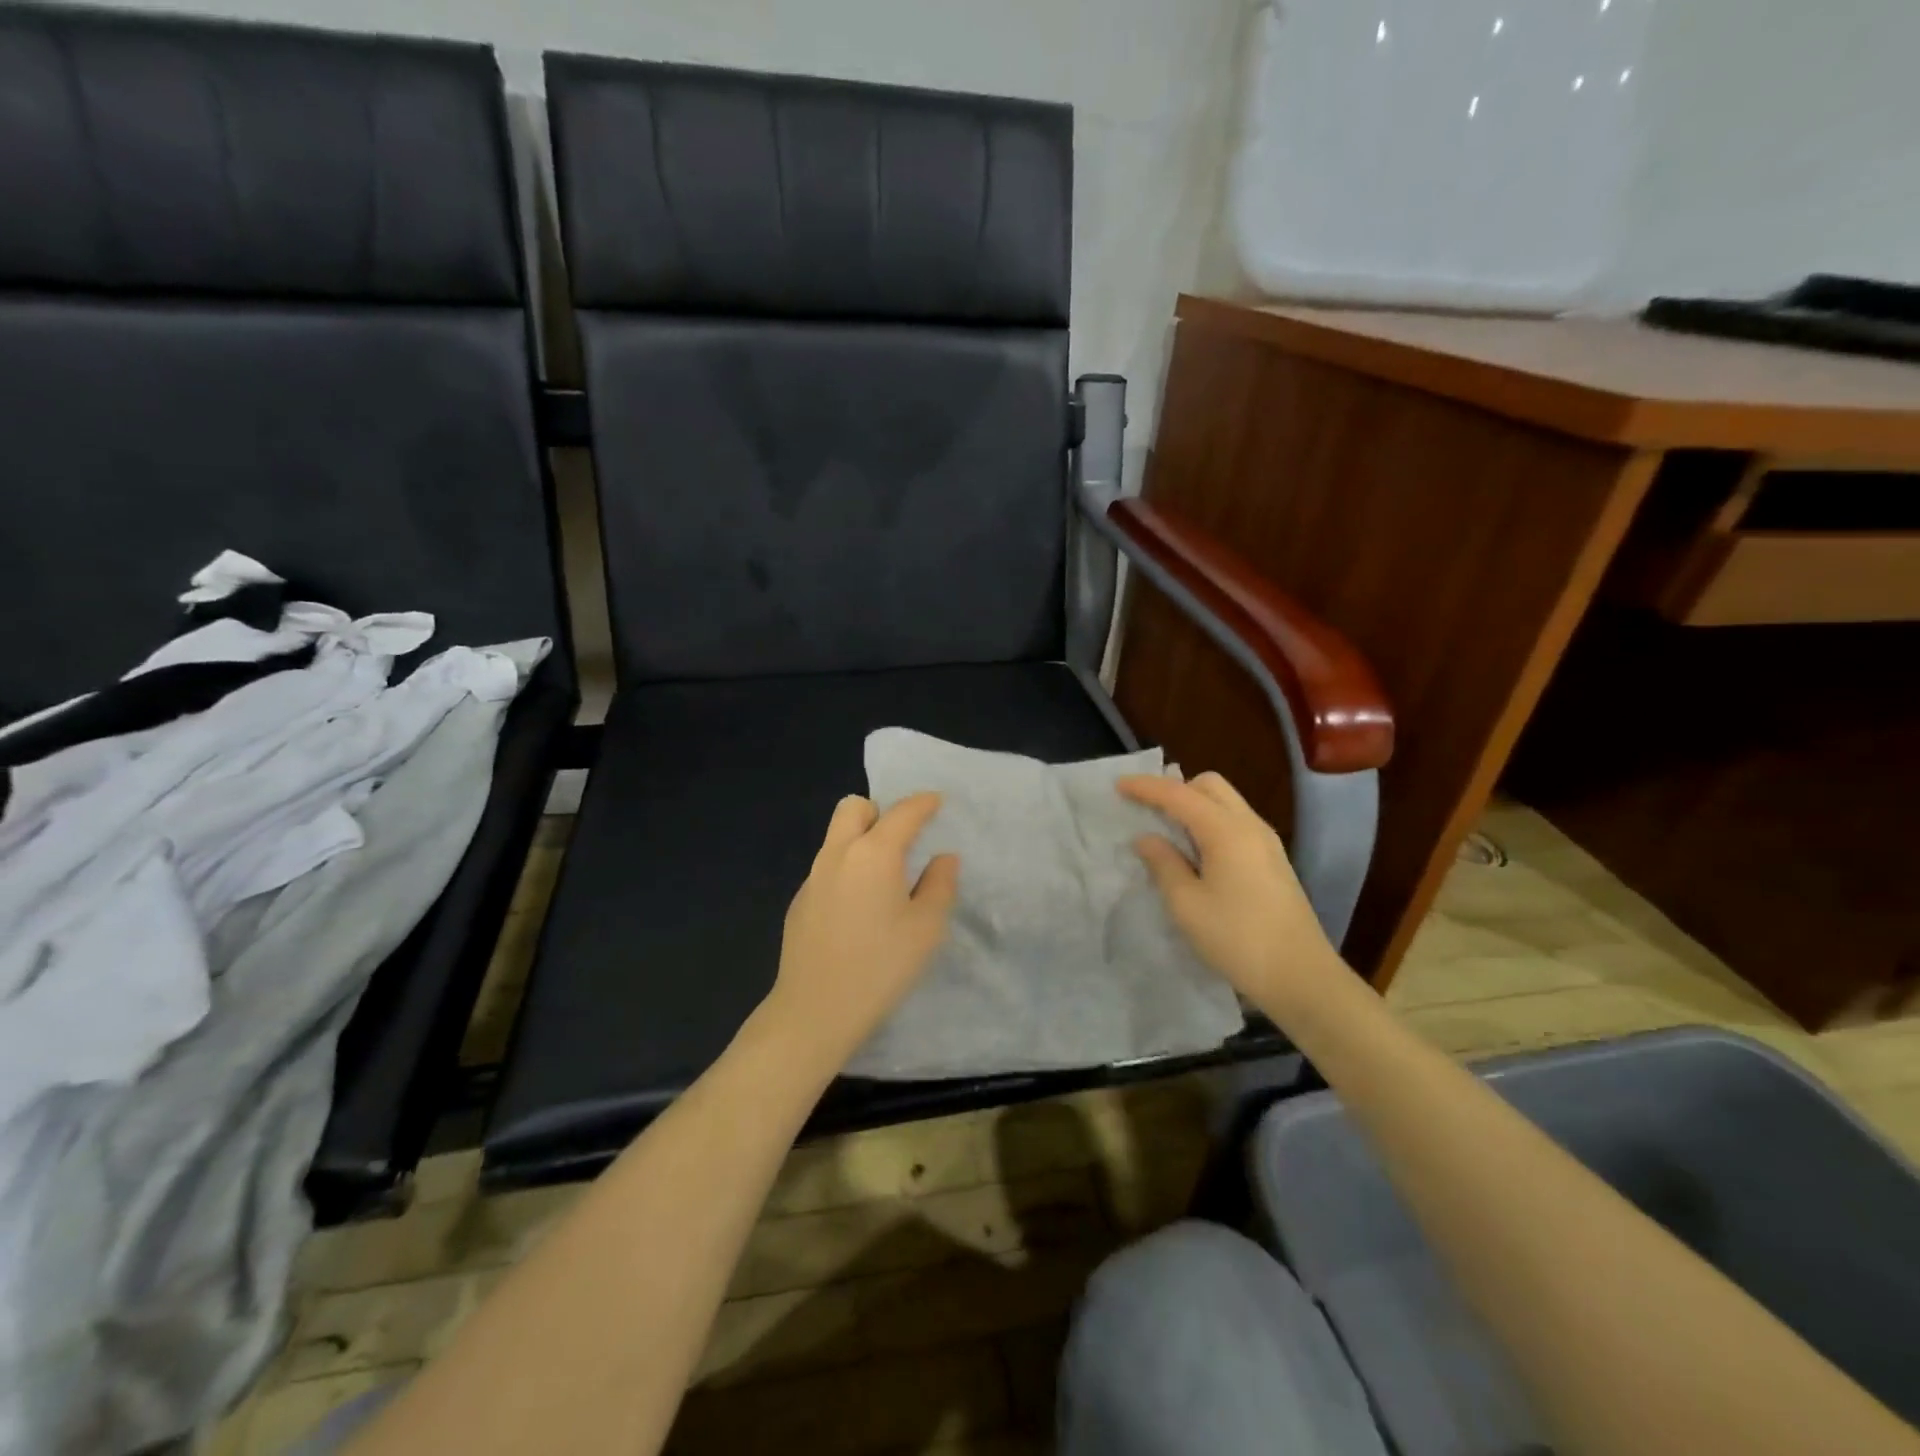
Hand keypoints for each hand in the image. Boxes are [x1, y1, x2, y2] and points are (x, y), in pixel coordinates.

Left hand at [761, 793, 958, 1070]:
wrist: (815, 1011)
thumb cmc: (881, 967)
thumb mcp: (926, 928)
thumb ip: (940, 885)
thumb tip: (943, 858)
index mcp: (874, 853)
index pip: (902, 813)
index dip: (923, 803)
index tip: (936, 803)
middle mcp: (838, 854)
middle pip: (854, 808)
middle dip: (880, 812)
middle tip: (901, 840)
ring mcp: (813, 877)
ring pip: (837, 837)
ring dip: (861, 840)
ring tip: (884, 877)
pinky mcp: (800, 901)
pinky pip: (827, 867)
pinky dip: (846, 869)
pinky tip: (857, 909)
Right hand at [1118, 772, 1341, 1013]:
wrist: (1301, 976)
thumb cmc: (1237, 939)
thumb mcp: (1187, 905)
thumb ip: (1163, 864)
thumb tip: (1147, 839)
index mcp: (1226, 831)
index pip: (1179, 795)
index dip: (1146, 787)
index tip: (1118, 785)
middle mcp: (1249, 825)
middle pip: (1209, 785)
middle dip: (1176, 789)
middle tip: (1148, 811)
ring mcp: (1266, 842)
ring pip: (1225, 802)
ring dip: (1194, 805)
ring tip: (1167, 832)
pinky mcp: (1273, 860)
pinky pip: (1235, 822)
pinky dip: (1210, 822)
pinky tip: (1196, 852)